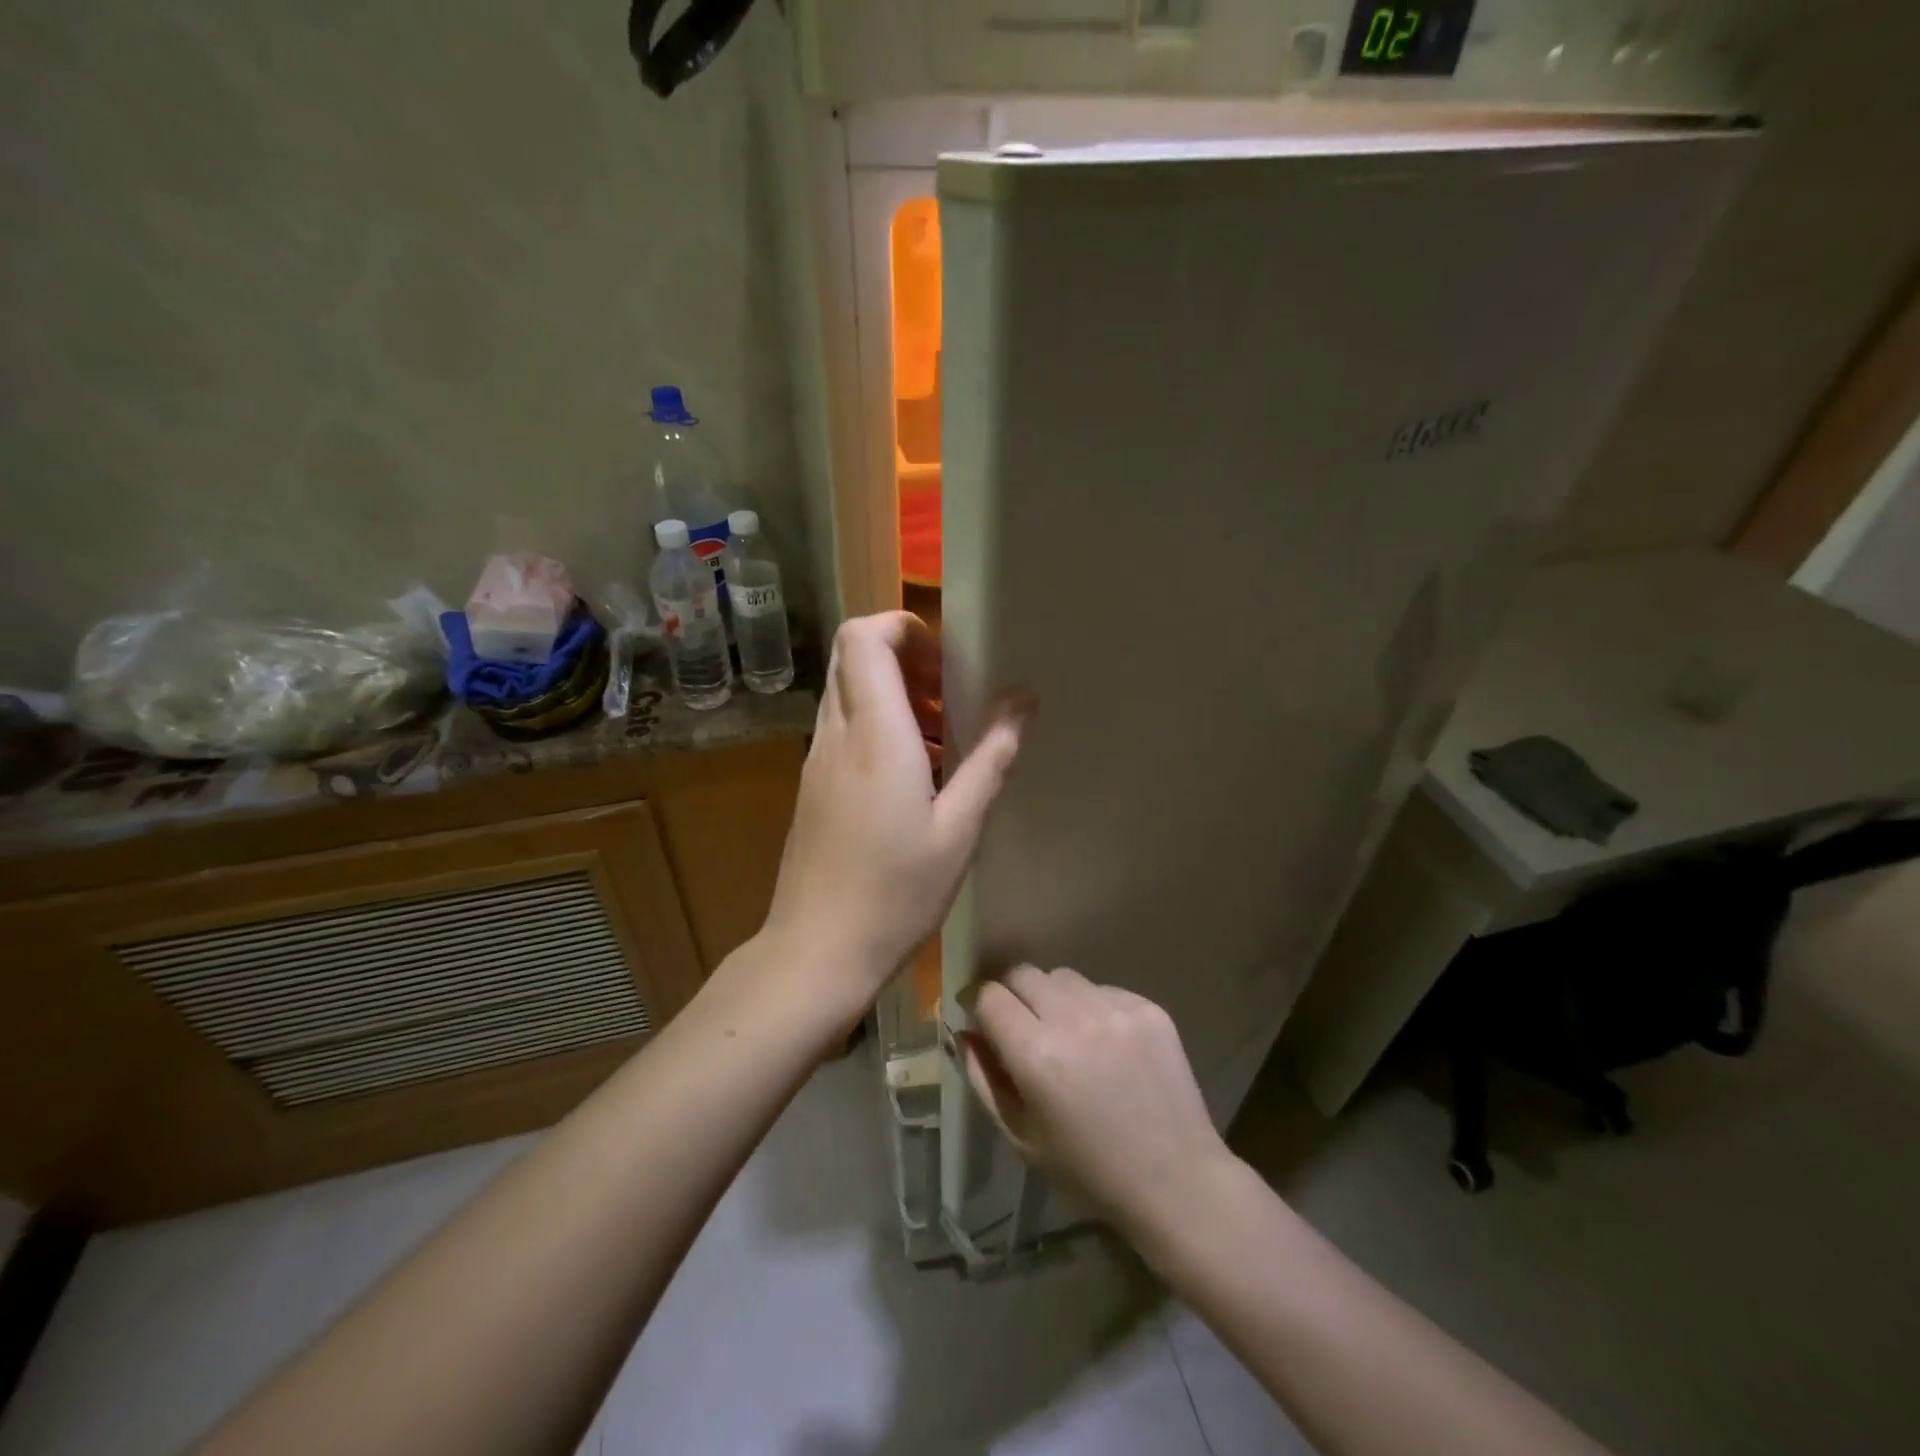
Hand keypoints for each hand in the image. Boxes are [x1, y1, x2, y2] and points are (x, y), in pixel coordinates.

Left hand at [762, 612, 1025, 1017]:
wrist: (818, 950)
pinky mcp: (812, 786)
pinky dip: (878, 726)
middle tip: (951, 696)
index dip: (902, 628)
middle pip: (852, 656)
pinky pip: (843, 728)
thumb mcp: (960, 829)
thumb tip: (1022, 700)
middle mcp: (836, 735)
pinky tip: (915, 776)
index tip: (946, 660)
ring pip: (847, 693)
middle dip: (905, 658)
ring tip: (943, 738)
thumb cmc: (896, 893)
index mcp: (873, 734)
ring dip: (893, 695)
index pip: (863, 637)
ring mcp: (816, 760)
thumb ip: (991, 758)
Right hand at [962, 966, 1233, 1235]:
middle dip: (1011, 993)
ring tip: (1066, 1034)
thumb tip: (963, 1032)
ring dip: (1052, 997)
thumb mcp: (1021, 1136)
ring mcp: (1114, 1008)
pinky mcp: (1146, 1006)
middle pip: (1023, 973)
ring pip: (1063, 977)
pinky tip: (1104, 1044)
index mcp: (1037, 1055)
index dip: (977, 1003)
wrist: (1175, 1180)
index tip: (979, 1017)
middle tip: (1019, 1024)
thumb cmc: (1089, 1169)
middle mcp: (1073, 1019)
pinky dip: (1091, 1007)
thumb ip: (984, 1078)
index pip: (989, 995)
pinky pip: (1101, 989)